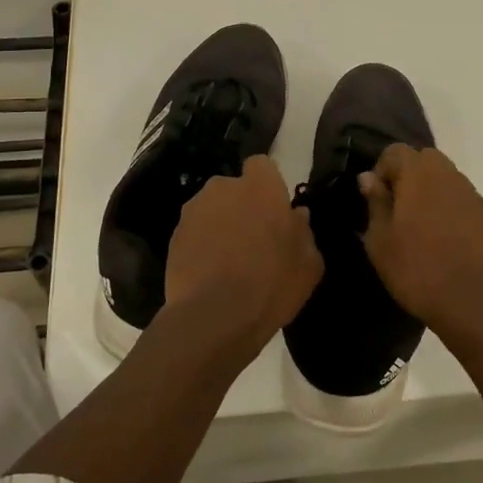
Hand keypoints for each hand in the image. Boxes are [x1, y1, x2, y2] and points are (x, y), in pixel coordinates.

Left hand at [165, 154, 322, 348]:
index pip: (261, 165)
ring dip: (220, 225)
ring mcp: (194, 210)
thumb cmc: (271, 284)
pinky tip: (210, 273)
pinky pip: (194, 232)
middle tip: (253, 239)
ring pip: (212, 209)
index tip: (273, 211)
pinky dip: (201, 244)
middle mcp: (224, 188)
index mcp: (261, 187)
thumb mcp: (308, 264)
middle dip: (242, 206)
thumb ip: (304, 232)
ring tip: (229, 261)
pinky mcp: (174, 235)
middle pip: (234, 188)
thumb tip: (297, 217)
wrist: (213, 316)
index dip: (267, 185)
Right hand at [360, 145, 482, 336]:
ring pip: (446, 177)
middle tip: (398, 209)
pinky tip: (443, 239)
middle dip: (408, 175)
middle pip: (425, 158)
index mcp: (419, 174)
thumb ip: (375, 202)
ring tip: (420, 225)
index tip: (376, 200)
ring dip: (430, 190)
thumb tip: (368, 177)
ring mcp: (472, 195)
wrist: (472, 302)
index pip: (395, 151)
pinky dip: (449, 207)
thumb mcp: (380, 240)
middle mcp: (448, 175)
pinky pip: (462, 199)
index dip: (382, 170)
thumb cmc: (416, 269)